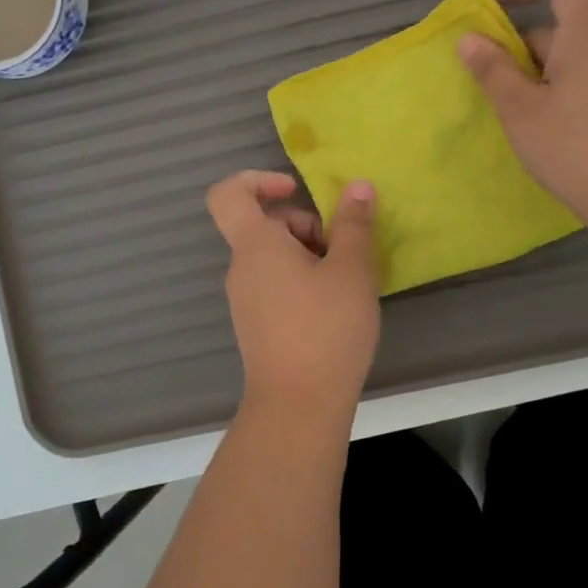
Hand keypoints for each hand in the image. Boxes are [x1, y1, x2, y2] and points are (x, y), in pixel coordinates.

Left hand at [206, 170, 380, 418]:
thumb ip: (354, 224)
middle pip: (263, 225)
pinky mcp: (256, 324)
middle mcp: (241, 267)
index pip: (229, 193)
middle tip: (342, 252)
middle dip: (305, 226)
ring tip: (345, 283)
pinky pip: (275, 284)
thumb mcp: (351, 271)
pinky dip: (302, 281)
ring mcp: (245, 299)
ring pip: (273, 257)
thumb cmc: (326, 330)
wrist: (298, 408)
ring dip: (309, 256)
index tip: (295, 190)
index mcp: (255, 245)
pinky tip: (334, 307)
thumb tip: (358, 186)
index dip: (257, 179)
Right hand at [457, 0, 587, 229]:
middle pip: (560, 29)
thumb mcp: (520, 109)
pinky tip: (536, 127)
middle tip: (488, 77)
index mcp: (584, 41)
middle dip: (519, 44)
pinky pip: (579, 83)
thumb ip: (493, 71)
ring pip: (567, 61)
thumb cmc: (573, 146)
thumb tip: (469, 40)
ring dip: (533, 73)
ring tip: (507, 109)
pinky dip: (551, 91)